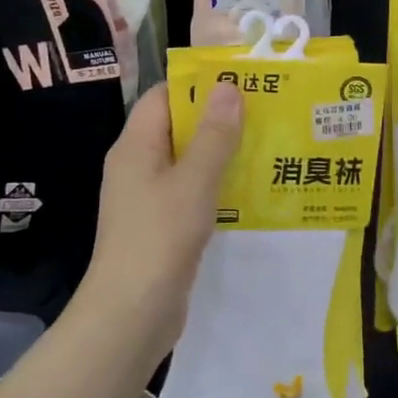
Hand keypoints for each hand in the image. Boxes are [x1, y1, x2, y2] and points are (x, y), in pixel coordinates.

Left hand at [74, 83, 243, 361]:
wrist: (130, 314)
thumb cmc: (159, 237)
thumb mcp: (194, 181)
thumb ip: (214, 135)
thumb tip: (227, 86)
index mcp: (136, 146)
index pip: (163, 97)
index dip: (198, 86)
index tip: (241, 82)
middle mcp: (137, 166)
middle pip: (177, 128)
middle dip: (218, 119)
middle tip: (265, 113)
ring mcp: (147, 199)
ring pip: (187, 163)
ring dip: (221, 154)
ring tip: (267, 146)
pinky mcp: (161, 226)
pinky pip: (190, 193)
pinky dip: (216, 186)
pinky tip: (249, 191)